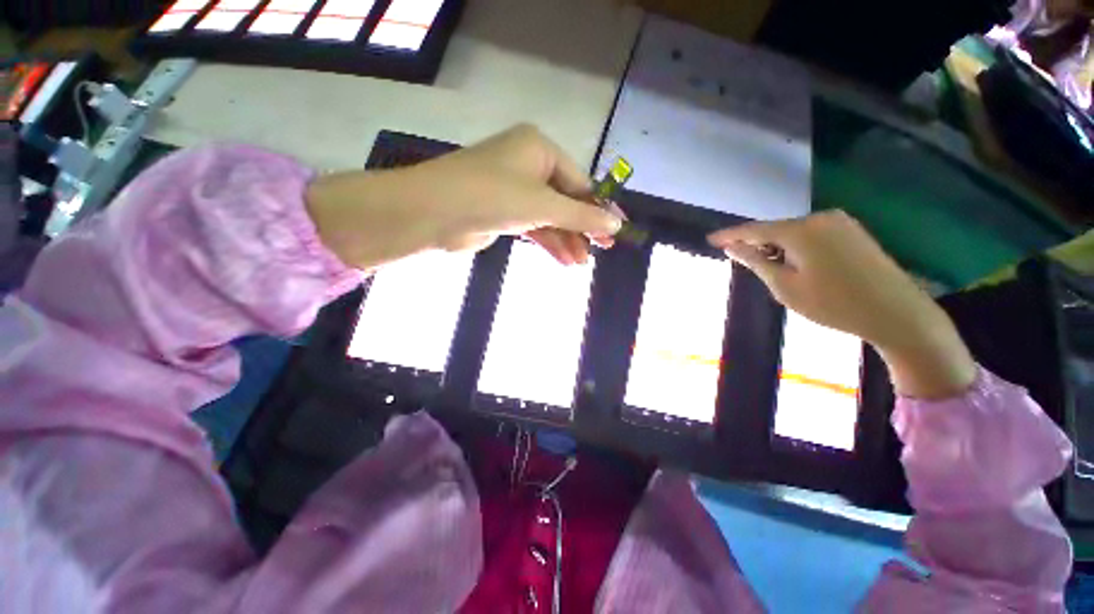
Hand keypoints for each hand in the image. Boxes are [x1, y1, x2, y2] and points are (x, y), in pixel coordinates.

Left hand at [305, 125, 622, 271]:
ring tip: (580, 264)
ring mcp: (513, 190)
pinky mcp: (502, 212)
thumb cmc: (493, 196)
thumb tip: (616, 224)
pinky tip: (563, 260)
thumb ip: (580, 216)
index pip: (579, 182)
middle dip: (581, 228)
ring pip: (549, 217)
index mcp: (539, 149)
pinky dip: (547, 242)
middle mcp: (527, 165)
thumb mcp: (544, 205)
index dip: (598, 209)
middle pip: (565, 201)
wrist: (433, 213)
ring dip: (565, 240)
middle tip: (601, 251)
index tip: (615, 231)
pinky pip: (532, 226)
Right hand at [708, 210, 975, 397]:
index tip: (710, 239)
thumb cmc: (833, 304)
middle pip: (775, 228)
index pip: (754, 230)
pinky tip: (794, 262)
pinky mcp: (852, 230)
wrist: (897, 313)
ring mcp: (840, 222)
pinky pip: (811, 234)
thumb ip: (756, 262)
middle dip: (755, 242)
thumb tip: (732, 247)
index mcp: (800, 230)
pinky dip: (795, 246)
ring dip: (775, 245)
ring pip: (793, 231)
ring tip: (766, 265)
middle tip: (738, 258)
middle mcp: (820, 217)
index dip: (730, 235)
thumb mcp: (785, 287)